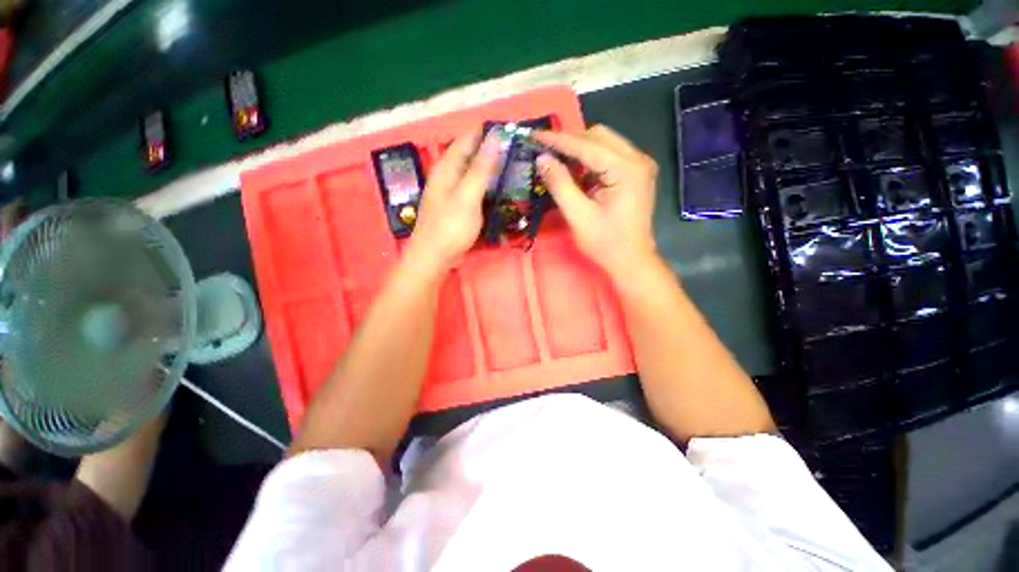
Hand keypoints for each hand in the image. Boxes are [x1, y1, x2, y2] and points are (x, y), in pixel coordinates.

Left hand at [406, 128, 501, 269]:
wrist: (435, 257)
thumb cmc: (450, 227)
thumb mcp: (467, 196)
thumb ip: (481, 168)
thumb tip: (496, 137)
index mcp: (447, 167)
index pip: (469, 138)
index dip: (489, 131)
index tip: (513, 129)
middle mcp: (449, 175)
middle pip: (472, 154)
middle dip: (494, 149)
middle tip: (520, 149)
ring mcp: (453, 191)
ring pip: (474, 172)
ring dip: (492, 167)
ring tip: (515, 165)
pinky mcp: (459, 206)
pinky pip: (475, 188)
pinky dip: (488, 185)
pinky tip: (501, 188)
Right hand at [534, 125, 658, 280]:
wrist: (632, 261)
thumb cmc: (606, 243)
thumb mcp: (578, 215)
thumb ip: (559, 184)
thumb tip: (542, 159)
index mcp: (626, 169)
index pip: (587, 145)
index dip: (558, 140)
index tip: (534, 136)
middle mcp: (637, 159)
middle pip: (598, 136)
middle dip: (570, 143)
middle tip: (545, 153)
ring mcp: (639, 165)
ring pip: (603, 143)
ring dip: (579, 151)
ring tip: (557, 164)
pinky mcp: (635, 173)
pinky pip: (609, 156)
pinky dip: (589, 161)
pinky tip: (576, 174)